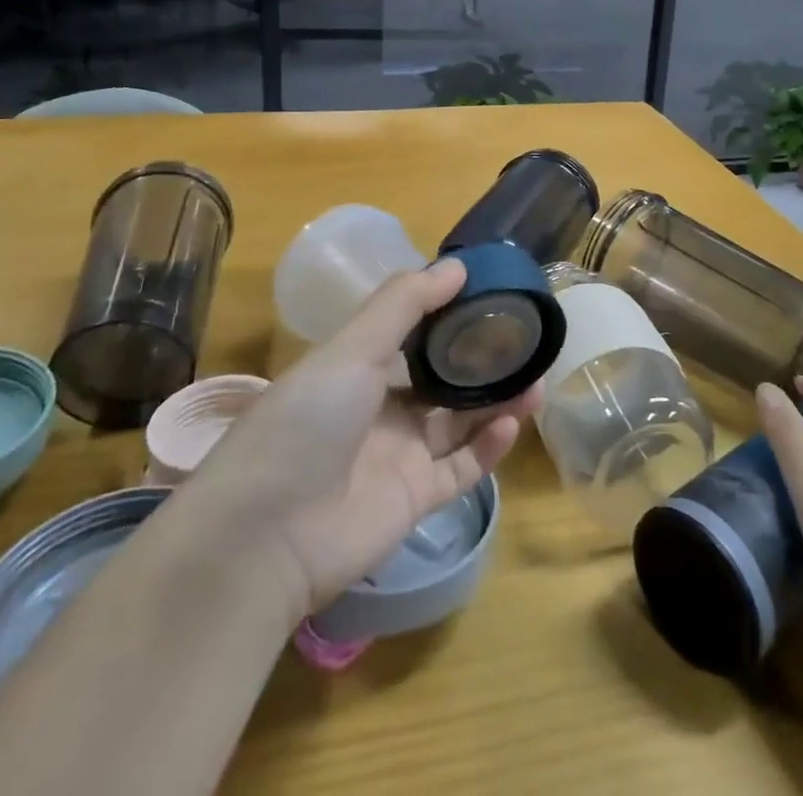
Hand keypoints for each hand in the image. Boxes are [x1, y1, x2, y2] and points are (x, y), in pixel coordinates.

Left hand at [175, 259, 541, 622]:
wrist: (266, 536)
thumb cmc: (306, 421)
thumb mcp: (351, 348)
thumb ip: (403, 303)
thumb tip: (457, 266)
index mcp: (357, 368)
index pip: (410, 331)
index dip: (448, 312)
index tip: (490, 293)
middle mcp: (379, 408)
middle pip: (441, 379)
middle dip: (481, 360)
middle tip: (524, 340)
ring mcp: (398, 456)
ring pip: (458, 422)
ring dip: (496, 401)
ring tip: (536, 378)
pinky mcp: (414, 501)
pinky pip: (460, 468)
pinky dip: (488, 447)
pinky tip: (513, 423)